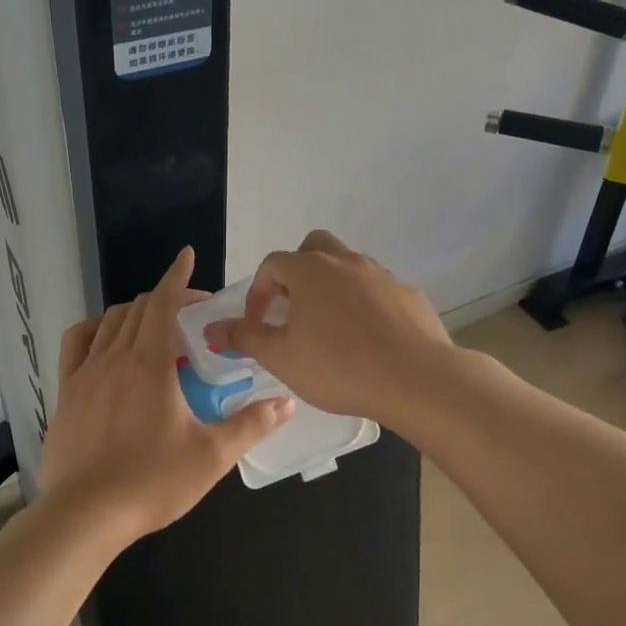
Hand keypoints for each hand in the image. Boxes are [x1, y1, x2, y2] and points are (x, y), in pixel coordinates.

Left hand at [39, 247, 294, 541]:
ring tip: (155, 328)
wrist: (84, 516)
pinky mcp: (65, 392)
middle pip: (139, 308)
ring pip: (109, 321)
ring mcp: (85, 372)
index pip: (163, 302)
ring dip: (135, 313)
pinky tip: (106, 341)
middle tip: (191, 314)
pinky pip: (77, 343)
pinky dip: (96, 329)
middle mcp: (115, 356)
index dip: (177, 276)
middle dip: (166, 299)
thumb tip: (286, 402)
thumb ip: (251, 425)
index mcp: (150, 363)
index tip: (187, 256)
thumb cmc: (152, 482)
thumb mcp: (211, 456)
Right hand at [203, 230, 454, 428]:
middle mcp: (345, 262)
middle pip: (313, 247)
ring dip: (332, 286)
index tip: (258, 324)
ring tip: (330, 326)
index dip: (258, 292)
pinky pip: (378, 290)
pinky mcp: (408, 294)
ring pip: (348, 266)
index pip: (272, 264)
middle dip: (297, 272)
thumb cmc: (338, 366)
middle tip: (293, 309)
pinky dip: (365, 304)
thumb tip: (210, 329)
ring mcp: (381, 275)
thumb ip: (244, 338)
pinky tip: (368, 338)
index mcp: (309, 270)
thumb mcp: (280, 357)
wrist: (415, 378)